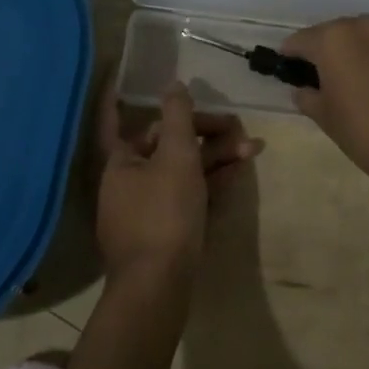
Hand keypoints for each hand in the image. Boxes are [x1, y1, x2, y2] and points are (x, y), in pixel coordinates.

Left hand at [95, 79, 252, 285]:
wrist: (159, 288)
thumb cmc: (164, 213)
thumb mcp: (176, 156)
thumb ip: (177, 116)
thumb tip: (173, 85)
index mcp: (121, 162)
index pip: (115, 121)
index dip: (116, 101)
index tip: (117, 81)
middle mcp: (129, 183)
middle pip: (167, 145)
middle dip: (206, 133)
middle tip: (239, 129)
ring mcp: (147, 211)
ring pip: (183, 171)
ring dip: (216, 157)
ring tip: (253, 149)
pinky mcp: (166, 233)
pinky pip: (188, 196)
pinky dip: (211, 182)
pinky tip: (237, 174)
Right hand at [279, 16, 368, 183]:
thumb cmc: (366, 135)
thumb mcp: (326, 119)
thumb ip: (308, 97)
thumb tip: (302, 89)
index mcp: (333, 40)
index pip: (303, 39)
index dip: (293, 52)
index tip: (290, 63)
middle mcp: (366, 24)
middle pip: (342, 31)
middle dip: (335, 48)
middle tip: (335, 73)